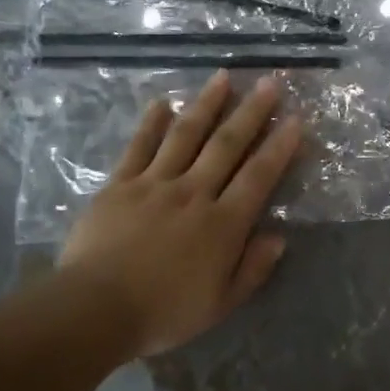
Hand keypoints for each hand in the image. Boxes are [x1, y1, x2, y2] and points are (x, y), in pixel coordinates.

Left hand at [59, 71, 303, 357]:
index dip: (279, 147)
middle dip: (251, 112)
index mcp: (222, 224)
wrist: (95, 310)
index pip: (258, 176)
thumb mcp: (219, 304)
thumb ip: (252, 269)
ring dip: (207, 104)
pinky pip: (139, 147)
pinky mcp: (120, 184)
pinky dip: (151, 123)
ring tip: (223, 77)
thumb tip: (278, 236)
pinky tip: (162, 103)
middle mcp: (193, 193)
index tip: (295, 119)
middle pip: (227, 145)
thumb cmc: (162, 313)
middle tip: (269, 82)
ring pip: (186, 135)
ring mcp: (154, 184)